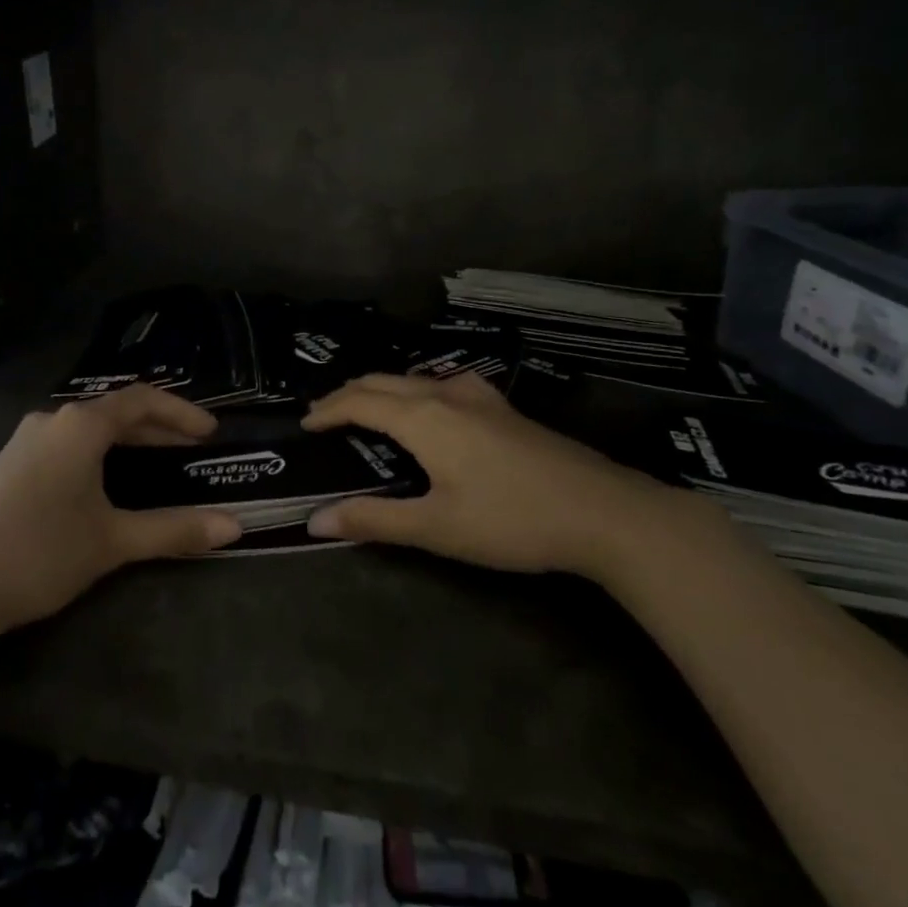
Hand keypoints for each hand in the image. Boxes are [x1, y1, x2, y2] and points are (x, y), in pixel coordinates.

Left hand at [0, 386, 242, 645]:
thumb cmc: (39, 552)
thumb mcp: (112, 541)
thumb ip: (174, 530)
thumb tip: (234, 528)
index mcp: (80, 425)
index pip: (142, 400)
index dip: (181, 413)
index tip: (211, 433)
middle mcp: (53, 422)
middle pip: (116, 413)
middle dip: (159, 430)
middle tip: (193, 452)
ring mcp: (27, 442)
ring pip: (91, 431)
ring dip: (129, 443)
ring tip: (159, 466)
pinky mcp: (11, 467)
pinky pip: (69, 446)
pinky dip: (101, 456)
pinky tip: (108, 484)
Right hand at [302, 372, 675, 579]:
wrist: (603, 511)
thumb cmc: (511, 520)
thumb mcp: (437, 528)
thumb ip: (374, 520)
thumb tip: (314, 520)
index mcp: (422, 417)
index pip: (359, 402)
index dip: (327, 411)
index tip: (304, 425)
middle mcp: (444, 394)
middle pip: (383, 381)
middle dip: (348, 395)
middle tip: (326, 417)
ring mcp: (478, 396)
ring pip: (414, 378)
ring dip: (382, 389)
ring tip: (367, 410)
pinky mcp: (503, 407)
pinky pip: (442, 384)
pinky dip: (414, 390)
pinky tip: (430, 409)